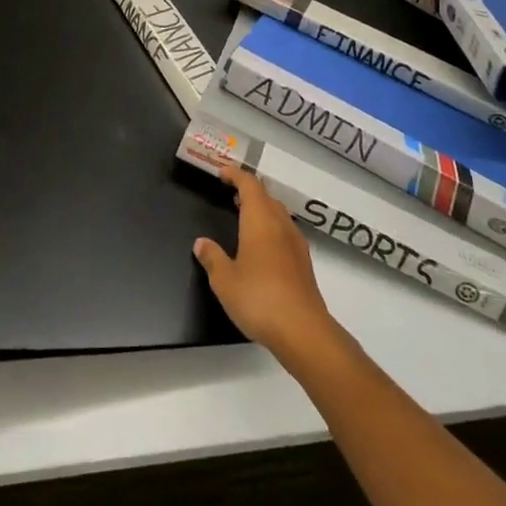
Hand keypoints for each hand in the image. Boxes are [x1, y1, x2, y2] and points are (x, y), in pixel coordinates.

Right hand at [194, 167, 340, 361]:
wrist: (304, 332)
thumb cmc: (259, 299)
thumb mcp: (224, 281)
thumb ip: (212, 258)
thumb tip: (201, 243)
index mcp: (260, 221)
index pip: (250, 184)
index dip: (235, 174)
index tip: (221, 173)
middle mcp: (281, 225)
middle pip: (267, 197)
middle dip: (249, 191)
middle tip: (231, 194)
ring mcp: (296, 244)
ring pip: (279, 214)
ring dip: (262, 210)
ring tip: (245, 218)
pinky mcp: (304, 264)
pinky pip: (285, 233)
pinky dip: (272, 229)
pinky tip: (263, 248)